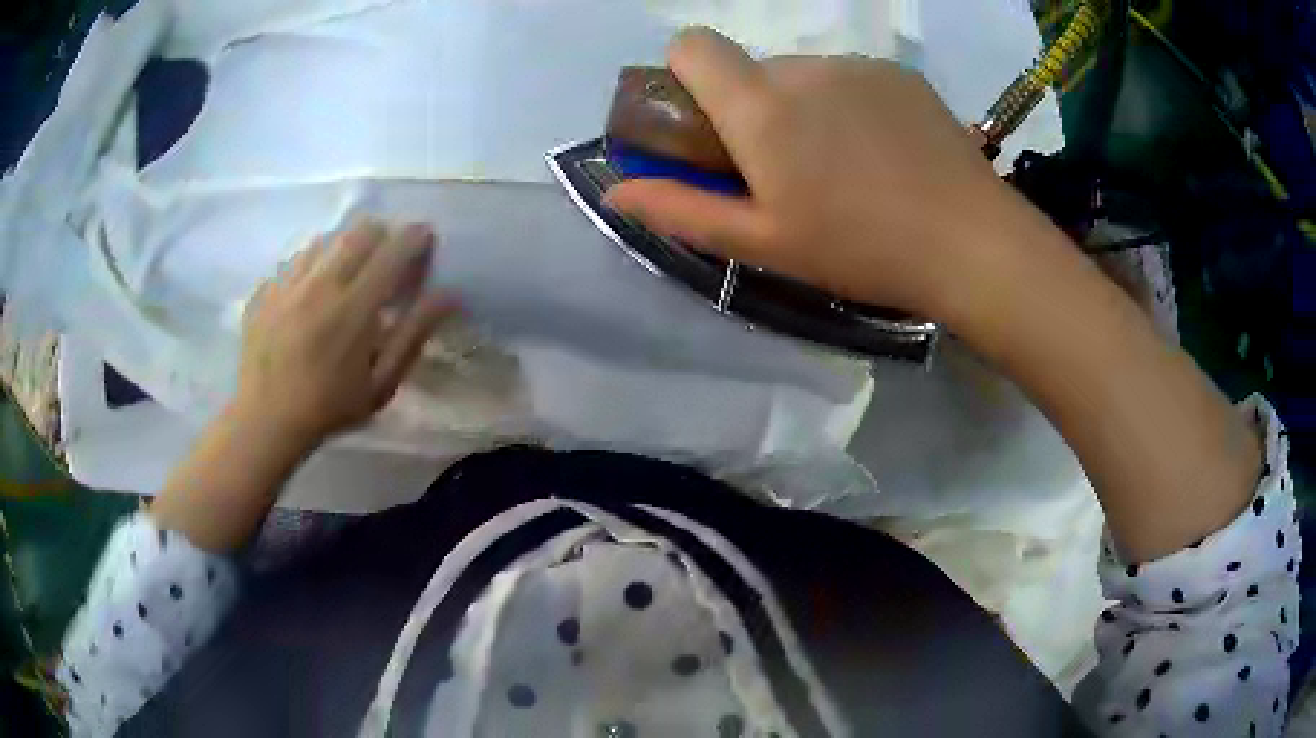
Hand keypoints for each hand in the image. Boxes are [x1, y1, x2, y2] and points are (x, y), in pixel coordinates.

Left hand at [236, 220, 455, 446]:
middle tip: (387, 259)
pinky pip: (299, 256)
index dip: (416, 237)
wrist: (265, 420)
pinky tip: (314, 290)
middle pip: (361, 229)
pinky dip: (316, 262)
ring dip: (348, 246)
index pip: (394, 248)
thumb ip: (414, 334)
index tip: (425, 243)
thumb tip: (448, 295)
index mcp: (354, 307)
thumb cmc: (329, 407)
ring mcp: (289, 280)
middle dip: (384, 234)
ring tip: (349, 274)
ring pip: (329, 237)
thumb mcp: (381, 384)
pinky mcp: (267, 286)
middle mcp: (321, 282)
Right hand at [605, 27, 1036, 323]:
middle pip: (751, 68)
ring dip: (803, 109)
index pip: (693, 45)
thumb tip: (614, 191)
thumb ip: (680, 208)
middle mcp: (804, 67)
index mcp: (761, 105)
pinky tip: (883, 154)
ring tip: (845, 169)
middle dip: (751, 108)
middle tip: (787, 170)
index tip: (707, 123)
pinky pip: (851, 78)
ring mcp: (858, 65)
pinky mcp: (900, 74)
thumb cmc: (860, 248)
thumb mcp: (763, 242)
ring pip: (804, 74)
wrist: (971, 242)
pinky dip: (849, 106)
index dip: (686, 75)